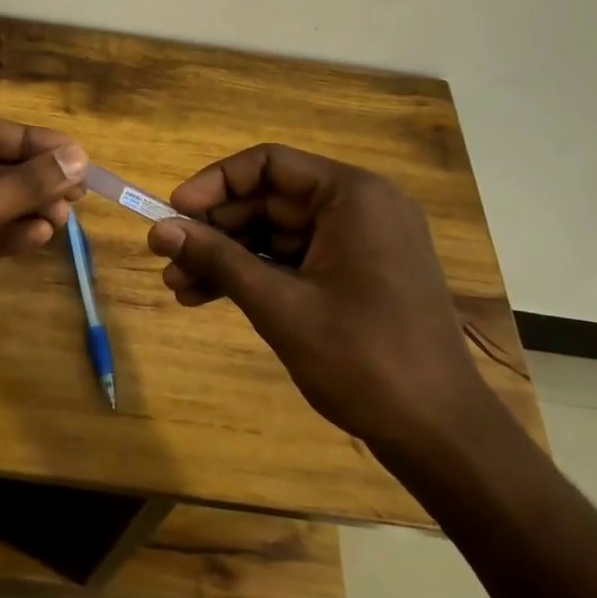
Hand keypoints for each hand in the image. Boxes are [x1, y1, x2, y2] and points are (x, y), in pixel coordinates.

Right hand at [147, 144, 499, 463]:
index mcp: (353, 196)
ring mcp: (360, 242)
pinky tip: (207, 298)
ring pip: (275, 234)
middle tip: (167, 259)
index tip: (173, 213)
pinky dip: (254, 276)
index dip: (214, 184)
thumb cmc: (362, 359)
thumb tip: (159, 230)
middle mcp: (359, 207)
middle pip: (268, 200)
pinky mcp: (356, 274)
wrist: (438, 432)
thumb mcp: (279, 305)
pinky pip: (293, 260)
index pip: (268, 164)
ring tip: (177, 287)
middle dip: (214, 231)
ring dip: (227, 257)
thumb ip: (218, 260)